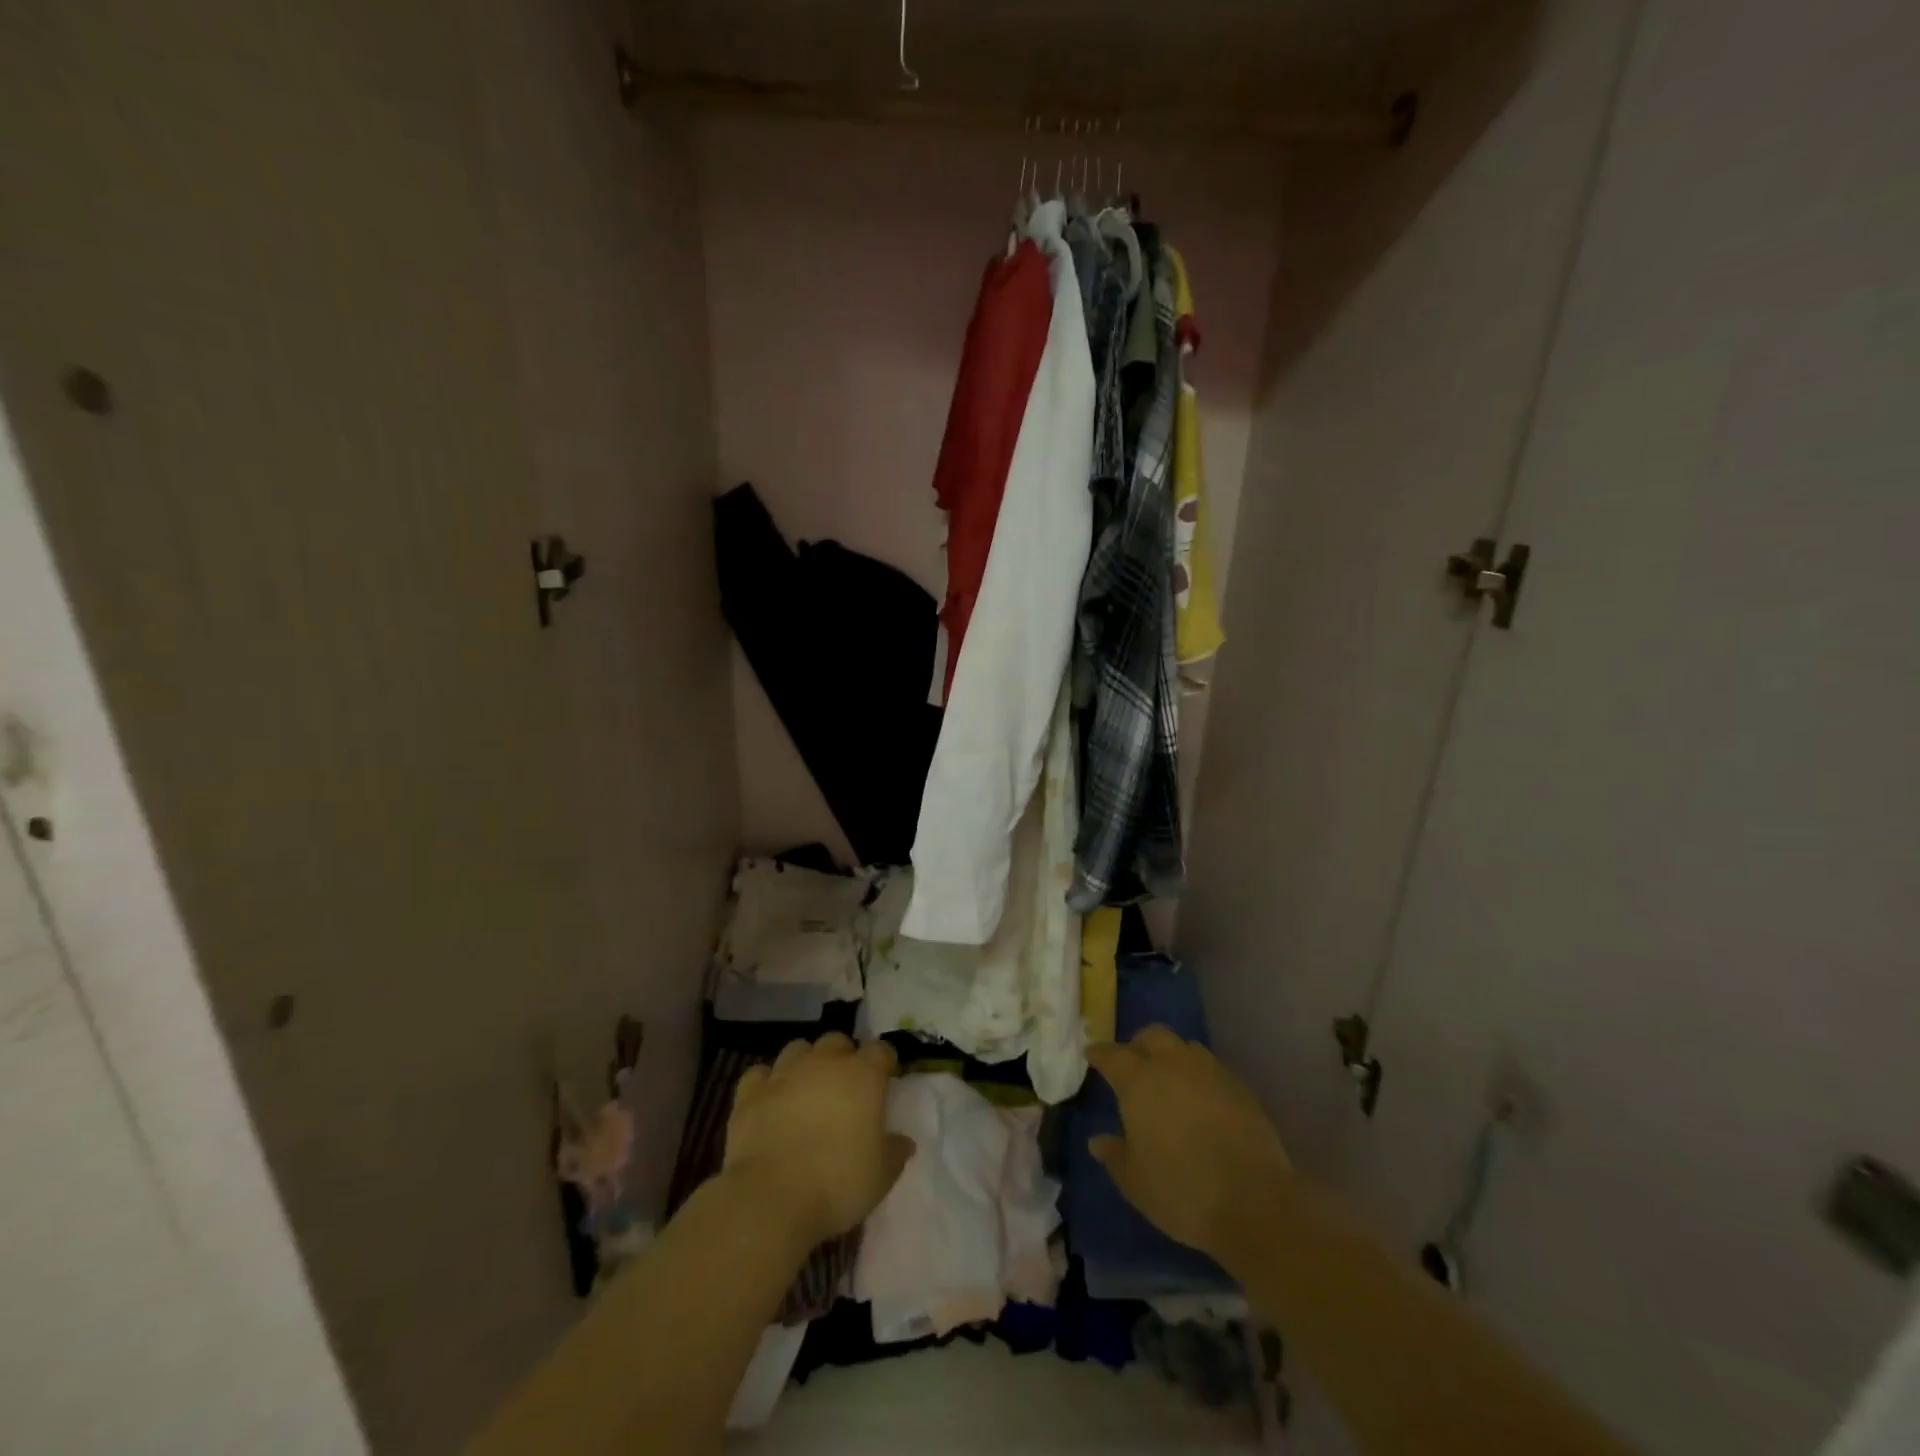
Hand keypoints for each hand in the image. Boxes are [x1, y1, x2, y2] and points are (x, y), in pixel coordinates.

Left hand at [723, 1034, 914, 1249]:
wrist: (771, 1198)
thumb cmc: (838, 1183)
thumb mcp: (882, 1175)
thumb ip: (895, 1151)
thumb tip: (904, 1141)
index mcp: (863, 1075)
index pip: (881, 1050)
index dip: (884, 1063)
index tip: (885, 1080)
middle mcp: (824, 1062)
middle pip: (837, 1041)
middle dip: (843, 1057)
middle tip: (845, 1087)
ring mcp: (784, 1073)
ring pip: (798, 1049)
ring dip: (806, 1063)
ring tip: (806, 1089)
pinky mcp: (750, 1092)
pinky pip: (760, 1074)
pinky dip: (767, 1083)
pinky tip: (770, 1100)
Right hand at [1086, 1026, 1291, 1261]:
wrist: (1254, 1203)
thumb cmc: (1181, 1190)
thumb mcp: (1134, 1181)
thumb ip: (1114, 1154)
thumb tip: (1097, 1141)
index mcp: (1138, 1080)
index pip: (1111, 1054)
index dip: (1099, 1054)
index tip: (1092, 1055)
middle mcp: (1172, 1064)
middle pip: (1152, 1036)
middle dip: (1139, 1046)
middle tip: (1134, 1067)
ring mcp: (1210, 1071)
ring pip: (1184, 1047)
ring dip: (1172, 1057)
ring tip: (1170, 1082)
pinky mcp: (1240, 1086)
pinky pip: (1211, 1068)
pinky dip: (1199, 1076)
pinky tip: (1201, 1101)